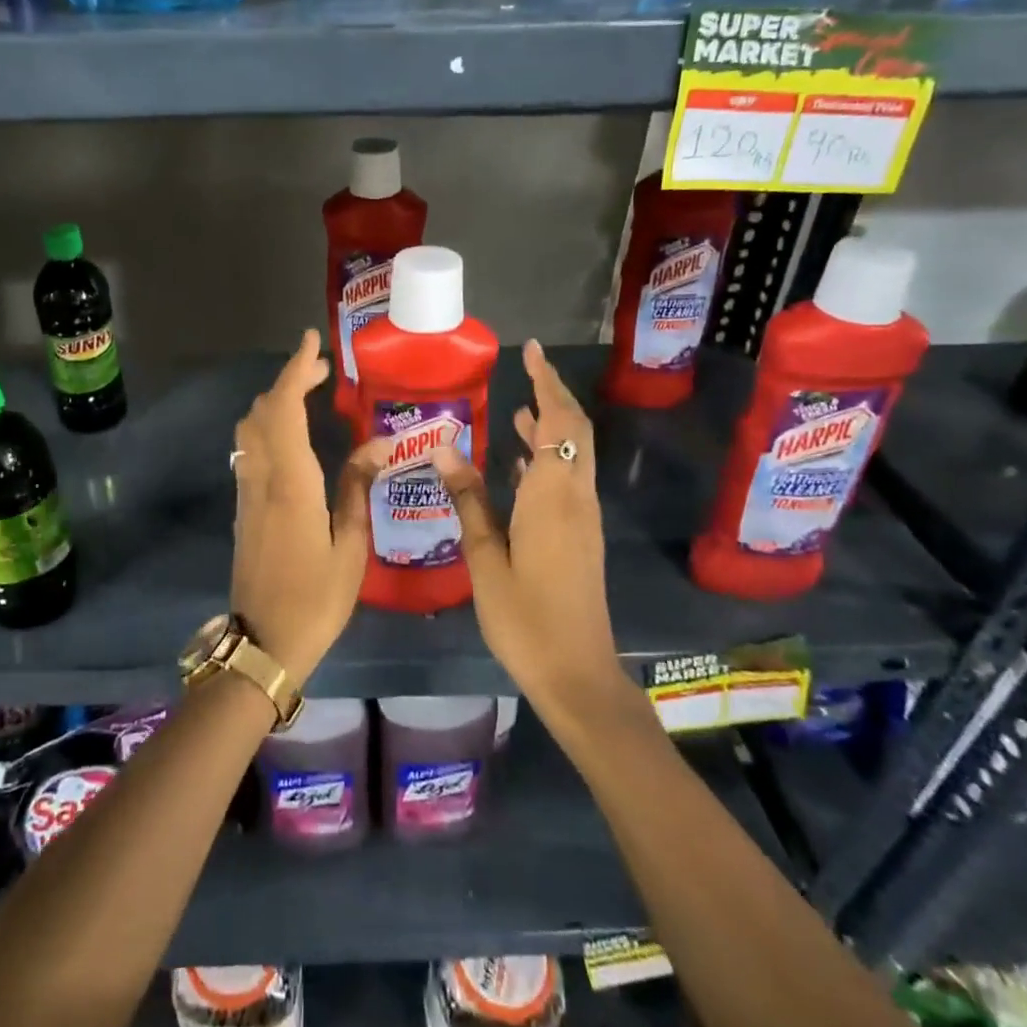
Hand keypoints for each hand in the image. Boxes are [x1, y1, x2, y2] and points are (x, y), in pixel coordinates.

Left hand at [229, 330, 389, 689]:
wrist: (263, 642)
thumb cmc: (315, 599)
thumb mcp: (350, 546)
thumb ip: (358, 488)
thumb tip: (380, 443)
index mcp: (291, 483)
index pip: (285, 409)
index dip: (295, 370)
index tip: (311, 342)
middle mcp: (261, 477)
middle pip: (263, 411)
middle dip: (288, 379)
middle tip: (321, 368)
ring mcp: (247, 492)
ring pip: (250, 429)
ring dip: (274, 401)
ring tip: (308, 393)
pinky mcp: (243, 507)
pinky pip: (249, 449)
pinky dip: (267, 425)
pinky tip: (290, 434)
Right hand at [431, 340, 625, 724]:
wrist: (577, 674)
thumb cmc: (525, 619)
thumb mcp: (485, 559)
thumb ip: (468, 500)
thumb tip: (445, 447)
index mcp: (553, 497)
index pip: (559, 422)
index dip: (548, 383)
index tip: (531, 352)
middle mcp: (575, 498)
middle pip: (575, 431)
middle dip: (555, 395)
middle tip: (527, 368)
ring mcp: (582, 518)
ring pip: (574, 455)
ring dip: (553, 426)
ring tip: (520, 408)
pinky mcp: (580, 536)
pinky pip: (568, 479)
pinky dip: (550, 458)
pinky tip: (522, 464)